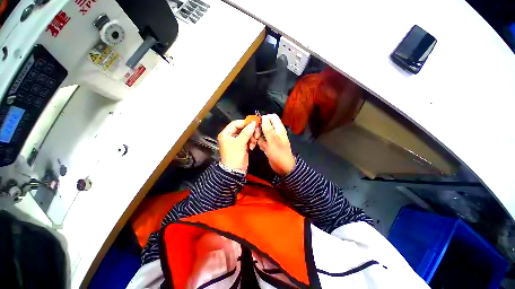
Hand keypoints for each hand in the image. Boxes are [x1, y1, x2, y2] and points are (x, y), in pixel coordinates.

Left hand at [217, 119, 256, 171]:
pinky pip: (248, 139)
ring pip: (247, 134)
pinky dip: (252, 141)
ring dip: (252, 137)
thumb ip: (247, 132)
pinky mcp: (242, 145)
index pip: (236, 123)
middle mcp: (231, 136)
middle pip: (242, 128)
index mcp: (226, 134)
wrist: (235, 170)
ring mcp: (237, 141)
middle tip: (256, 133)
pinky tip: (252, 146)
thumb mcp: (240, 143)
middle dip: (250, 131)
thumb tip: (253, 123)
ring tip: (254, 141)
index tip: (254, 123)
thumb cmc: (233, 156)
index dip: (245, 123)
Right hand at [258, 114, 295, 175]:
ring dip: (259, 138)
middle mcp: (275, 132)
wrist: (283, 167)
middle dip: (259, 130)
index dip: (264, 118)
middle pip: (265, 125)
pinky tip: (264, 149)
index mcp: (278, 128)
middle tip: (257, 137)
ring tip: (262, 145)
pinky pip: (262, 141)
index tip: (257, 124)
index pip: (272, 117)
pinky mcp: (268, 144)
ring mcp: (271, 138)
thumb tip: (264, 117)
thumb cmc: (279, 154)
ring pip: (262, 133)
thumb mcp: (273, 141)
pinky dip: (261, 144)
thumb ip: (268, 129)